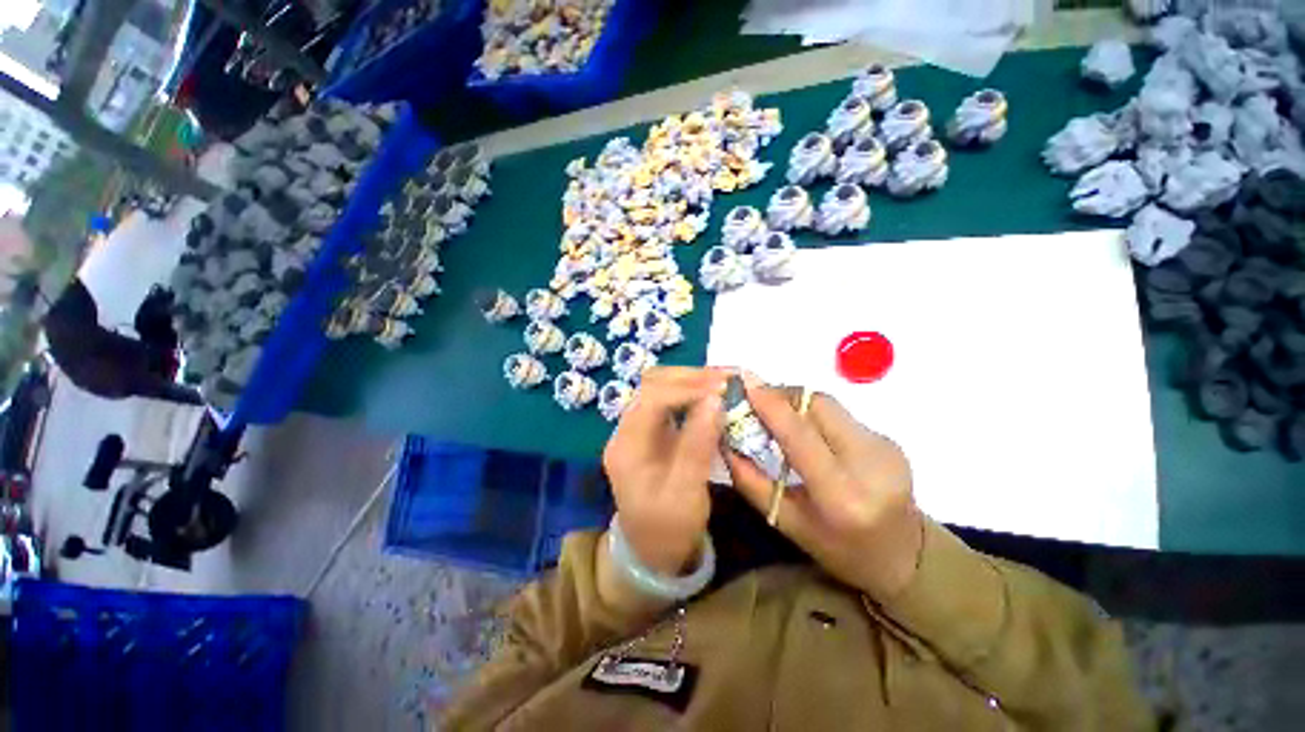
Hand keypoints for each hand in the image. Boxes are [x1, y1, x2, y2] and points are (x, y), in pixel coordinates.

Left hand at [603, 367, 726, 575]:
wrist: (653, 551)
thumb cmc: (668, 528)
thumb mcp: (686, 493)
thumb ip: (698, 444)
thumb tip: (715, 399)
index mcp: (626, 445)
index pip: (653, 398)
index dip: (689, 387)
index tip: (724, 387)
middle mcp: (627, 429)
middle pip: (653, 384)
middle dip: (692, 377)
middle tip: (729, 377)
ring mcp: (638, 427)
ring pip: (662, 387)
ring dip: (693, 380)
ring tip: (726, 381)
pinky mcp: (652, 431)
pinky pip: (671, 400)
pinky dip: (693, 393)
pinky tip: (714, 395)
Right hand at [724, 376, 923, 599]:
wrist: (905, 556)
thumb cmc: (838, 548)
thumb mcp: (786, 521)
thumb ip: (750, 480)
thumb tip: (725, 442)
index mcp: (841, 495)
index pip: (801, 434)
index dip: (771, 405)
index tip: (746, 386)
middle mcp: (869, 463)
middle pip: (817, 405)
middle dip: (782, 396)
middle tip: (757, 403)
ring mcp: (884, 447)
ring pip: (829, 405)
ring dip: (797, 403)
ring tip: (777, 416)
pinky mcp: (889, 439)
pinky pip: (840, 414)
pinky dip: (814, 415)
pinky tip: (807, 431)